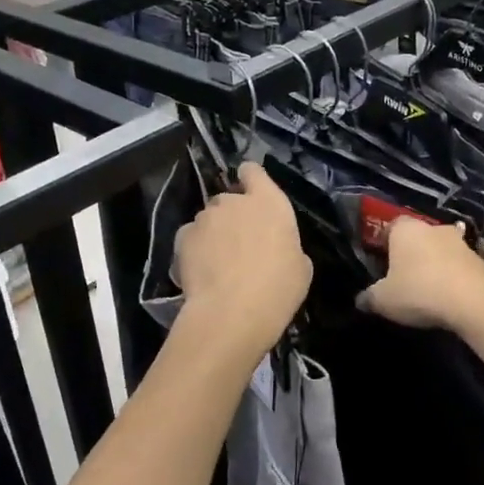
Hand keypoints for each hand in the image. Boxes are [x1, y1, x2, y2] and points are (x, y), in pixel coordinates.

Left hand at [174, 163, 311, 348]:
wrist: (232, 313)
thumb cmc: (278, 289)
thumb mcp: (300, 267)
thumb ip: (286, 245)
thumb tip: (277, 248)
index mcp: (270, 202)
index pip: (253, 172)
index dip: (250, 180)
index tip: (250, 194)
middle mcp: (235, 201)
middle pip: (229, 199)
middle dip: (231, 216)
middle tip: (238, 244)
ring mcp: (206, 217)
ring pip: (208, 219)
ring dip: (212, 233)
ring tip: (217, 263)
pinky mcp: (183, 236)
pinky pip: (190, 236)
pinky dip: (194, 248)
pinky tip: (201, 271)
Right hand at [357, 215, 483, 331]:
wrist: (475, 300)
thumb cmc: (419, 291)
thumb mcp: (384, 300)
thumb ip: (369, 297)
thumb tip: (360, 300)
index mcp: (405, 229)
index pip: (390, 226)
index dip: (384, 243)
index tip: (381, 262)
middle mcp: (432, 227)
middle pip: (417, 237)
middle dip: (411, 253)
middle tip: (403, 277)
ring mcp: (460, 241)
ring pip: (440, 250)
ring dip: (434, 264)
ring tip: (427, 289)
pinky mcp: (480, 259)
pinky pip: (458, 265)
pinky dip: (453, 277)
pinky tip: (449, 296)